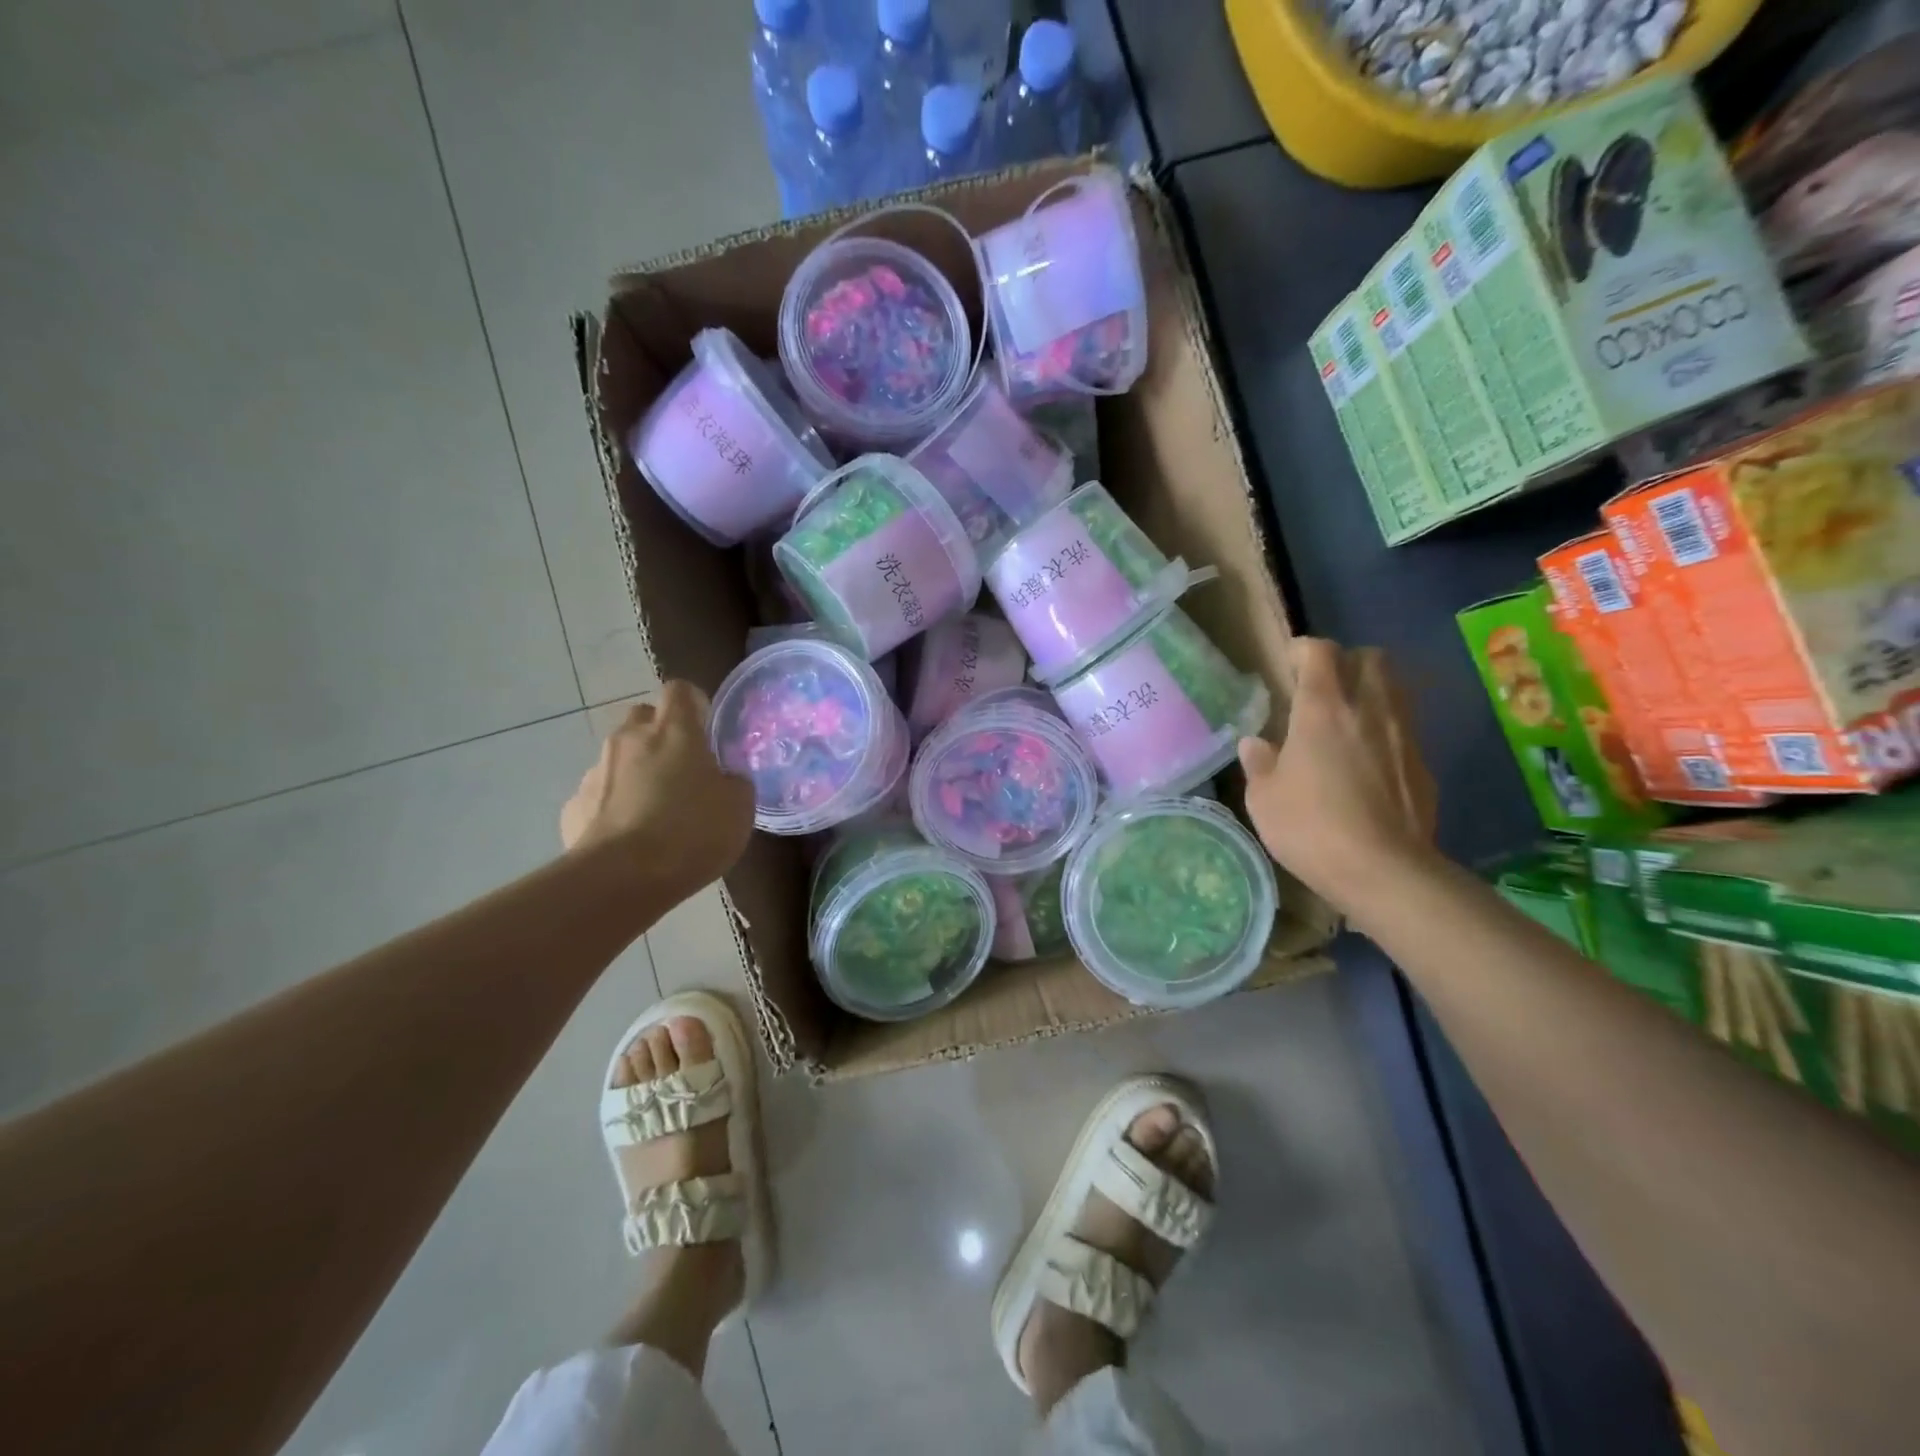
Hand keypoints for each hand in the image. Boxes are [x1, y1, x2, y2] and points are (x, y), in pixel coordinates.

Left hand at [560, 681, 754, 898]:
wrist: (621, 879)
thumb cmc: (691, 833)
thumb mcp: (739, 808)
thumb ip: (734, 782)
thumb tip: (724, 778)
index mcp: (674, 731)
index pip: (680, 690)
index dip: (694, 705)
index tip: (706, 730)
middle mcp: (629, 739)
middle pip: (643, 718)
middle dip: (660, 735)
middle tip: (682, 770)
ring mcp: (595, 771)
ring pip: (619, 758)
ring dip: (636, 773)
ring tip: (655, 813)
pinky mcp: (573, 806)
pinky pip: (599, 795)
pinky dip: (614, 807)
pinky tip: (628, 839)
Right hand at [1238, 638, 1437, 916]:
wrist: (1385, 870)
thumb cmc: (1311, 827)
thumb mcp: (1264, 798)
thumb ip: (1259, 762)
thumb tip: (1255, 743)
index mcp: (1322, 708)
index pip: (1320, 651)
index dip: (1303, 650)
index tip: (1288, 665)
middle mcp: (1368, 708)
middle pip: (1370, 657)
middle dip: (1347, 662)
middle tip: (1324, 687)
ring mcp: (1402, 734)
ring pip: (1395, 687)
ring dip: (1371, 690)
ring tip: (1348, 717)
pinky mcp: (1422, 762)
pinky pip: (1404, 726)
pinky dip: (1386, 727)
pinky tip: (1369, 758)